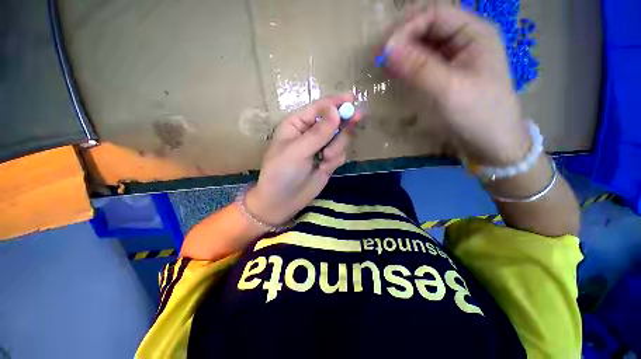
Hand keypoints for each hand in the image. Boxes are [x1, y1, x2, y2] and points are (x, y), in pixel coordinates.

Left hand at [245, 94, 360, 225]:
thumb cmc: (282, 172)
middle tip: (357, 119)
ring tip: (325, 159)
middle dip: (342, 124)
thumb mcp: (297, 150)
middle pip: (334, 121)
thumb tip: (337, 110)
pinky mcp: (327, 161)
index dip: (335, 102)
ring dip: (337, 147)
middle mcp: (310, 134)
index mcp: (297, 124)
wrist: (282, 201)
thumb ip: (319, 132)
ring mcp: (320, 148)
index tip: (352, 99)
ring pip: (340, 139)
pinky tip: (324, 168)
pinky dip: (335, 159)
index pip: (319, 108)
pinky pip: (340, 154)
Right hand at [385, 6, 529, 165]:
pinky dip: (407, 65)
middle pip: (428, 26)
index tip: (385, 51)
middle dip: (402, 38)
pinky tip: (395, 73)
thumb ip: (419, 68)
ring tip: (384, 66)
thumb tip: (388, 51)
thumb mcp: (450, 90)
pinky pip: (423, 62)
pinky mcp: (446, 74)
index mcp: (474, 33)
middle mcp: (464, 39)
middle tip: (380, 58)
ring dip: (402, 52)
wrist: (491, 142)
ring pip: (423, 44)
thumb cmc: (479, 115)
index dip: (407, 28)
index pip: (435, 15)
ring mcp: (455, 57)